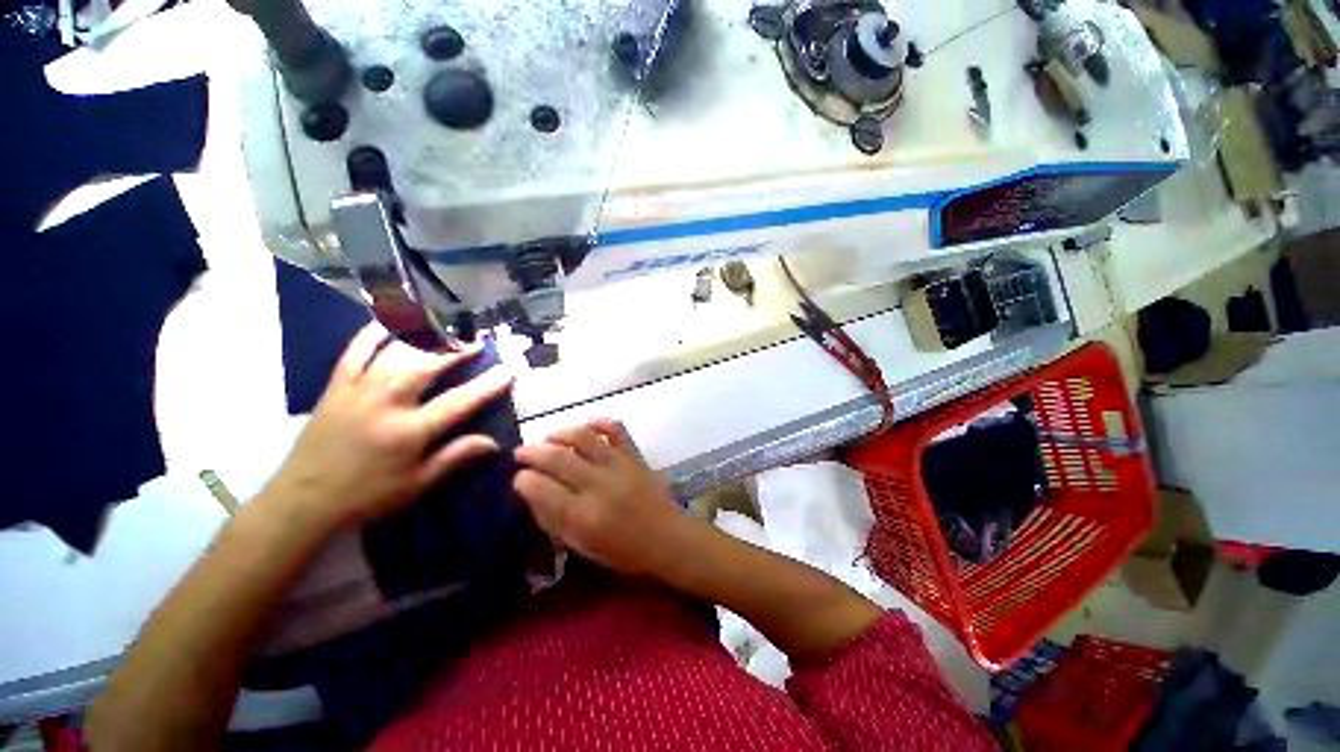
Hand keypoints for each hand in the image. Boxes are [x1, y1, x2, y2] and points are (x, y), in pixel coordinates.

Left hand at [262, 323, 512, 530]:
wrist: (302, 500)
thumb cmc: (367, 495)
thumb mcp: (418, 484)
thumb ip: (456, 457)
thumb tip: (494, 443)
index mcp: (409, 432)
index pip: (459, 402)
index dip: (487, 385)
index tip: (509, 371)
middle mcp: (385, 404)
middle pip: (428, 366)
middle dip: (457, 351)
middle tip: (477, 342)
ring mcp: (357, 390)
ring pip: (395, 353)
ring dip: (424, 337)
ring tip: (445, 328)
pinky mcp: (336, 386)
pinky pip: (356, 350)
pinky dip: (374, 332)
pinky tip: (392, 321)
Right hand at [514, 420, 686, 577]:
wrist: (665, 537)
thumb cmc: (622, 550)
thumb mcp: (581, 545)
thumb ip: (554, 520)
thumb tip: (532, 493)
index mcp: (582, 515)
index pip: (541, 488)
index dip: (523, 480)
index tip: (518, 477)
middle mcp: (598, 485)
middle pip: (557, 458)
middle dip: (532, 452)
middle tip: (521, 452)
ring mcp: (618, 465)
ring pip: (583, 437)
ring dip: (559, 433)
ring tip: (548, 438)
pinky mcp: (633, 455)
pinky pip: (615, 429)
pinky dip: (599, 422)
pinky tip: (586, 425)